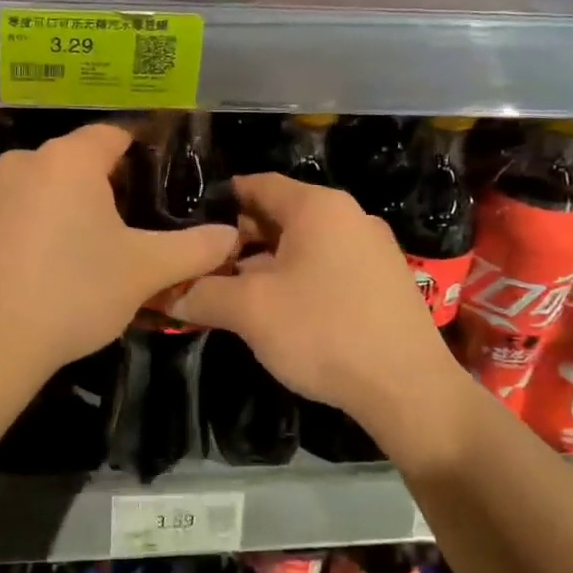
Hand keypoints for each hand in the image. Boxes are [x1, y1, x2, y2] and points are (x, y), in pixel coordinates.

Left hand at [0, 123, 238, 380]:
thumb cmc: (73, 292)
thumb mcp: (145, 271)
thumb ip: (194, 249)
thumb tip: (231, 236)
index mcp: (70, 159)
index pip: (115, 134)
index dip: (143, 151)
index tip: (163, 178)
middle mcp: (25, 161)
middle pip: (79, 160)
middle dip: (109, 185)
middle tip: (137, 222)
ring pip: (47, 186)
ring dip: (72, 207)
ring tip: (95, 247)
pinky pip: (19, 211)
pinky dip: (40, 225)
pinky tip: (51, 264)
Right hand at [167, 173, 462, 431]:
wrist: (408, 388)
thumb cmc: (323, 332)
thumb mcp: (250, 311)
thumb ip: (201, 294)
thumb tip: (164, 293)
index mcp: (317, 207)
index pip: (257, 184)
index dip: (219, 201)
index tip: (188, 223)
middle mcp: (349, 216)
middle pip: (280, 215)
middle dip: (239, 239)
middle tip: (204, 265)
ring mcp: (372, 248)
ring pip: (304, 244)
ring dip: (267, 263)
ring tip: (234, 291)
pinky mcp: (384, 281)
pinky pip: (328, 266)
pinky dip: (298, 278)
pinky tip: (280, 311)